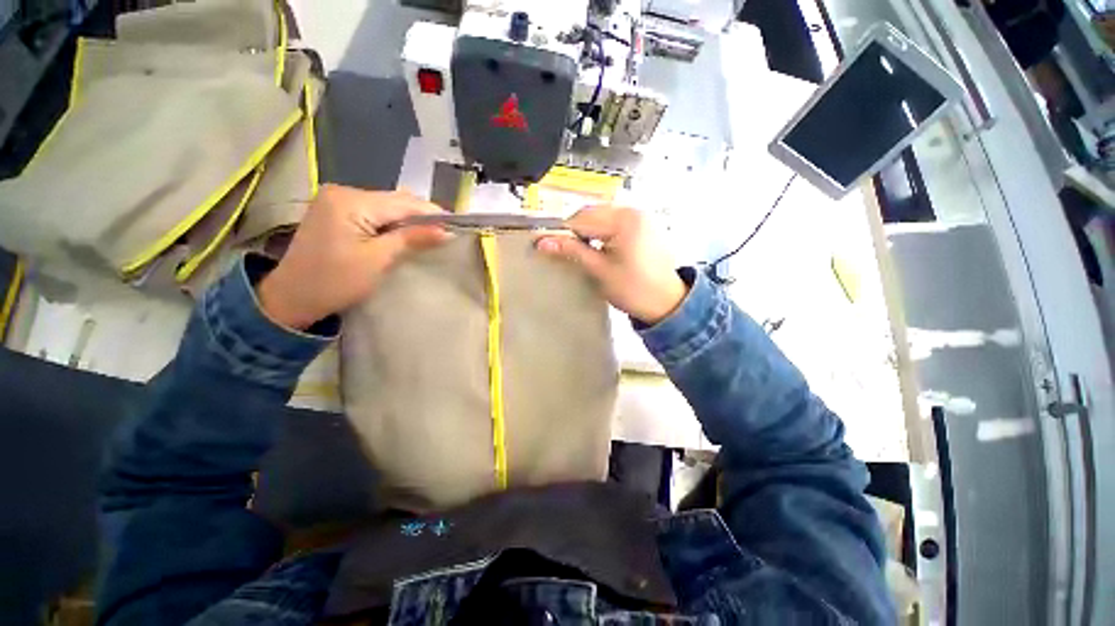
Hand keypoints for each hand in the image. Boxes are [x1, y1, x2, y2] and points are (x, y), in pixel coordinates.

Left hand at [259, 184, 450, 329]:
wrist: (292, 297)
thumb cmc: (336, 281)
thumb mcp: (378, 260)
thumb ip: (412, 239)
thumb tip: (446, 231)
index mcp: (350, 201)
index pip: (403, 203)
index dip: (432, 213)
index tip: (456, 225)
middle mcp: (343, 192)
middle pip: (394, 200)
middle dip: (421, 216)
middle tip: (445, 233)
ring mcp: (337, 200)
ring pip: (386, 205)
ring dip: (408, 219)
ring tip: (430, 235)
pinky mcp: (336, 211)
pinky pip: (374, 211)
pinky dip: (392, 222)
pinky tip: (404, 233)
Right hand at [537, 205, 686, 325]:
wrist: (667, 302)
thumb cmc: (634, 289)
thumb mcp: (600, 270)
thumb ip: (572, 251)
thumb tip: (542, 242)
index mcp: (624, 220)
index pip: (581, 219)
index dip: (562, 232)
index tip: (546, 245)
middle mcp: (633, 211)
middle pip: (591, 213)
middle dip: (576, 231)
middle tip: (566, 251)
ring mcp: (640, 216)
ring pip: (602, 216)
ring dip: (588, 230)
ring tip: (583, 251)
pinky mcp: (644, 224)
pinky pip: (614, 221)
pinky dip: (602, 231)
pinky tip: (600, 247)